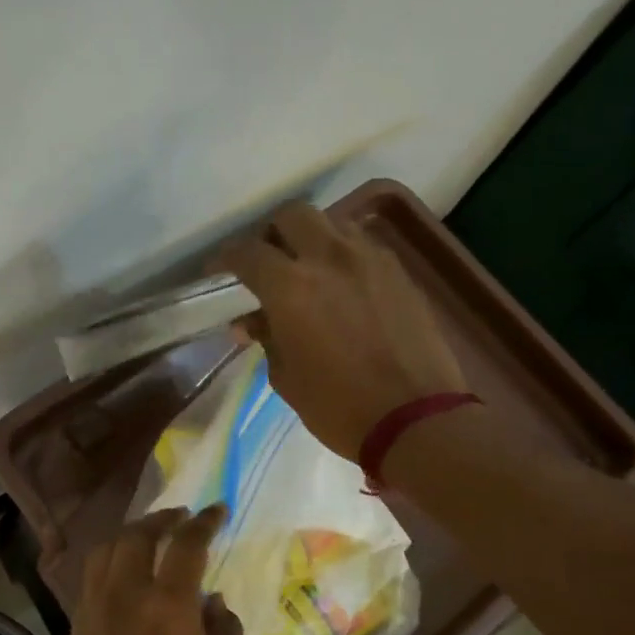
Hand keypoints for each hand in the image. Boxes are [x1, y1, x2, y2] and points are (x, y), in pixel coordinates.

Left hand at [61, 506, 244, 634]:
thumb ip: (225, 633)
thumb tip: (214, 601)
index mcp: (168, 605)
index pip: (186, 544)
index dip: (204, 522)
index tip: (217, 511)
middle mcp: (125, 595)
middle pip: (138, 535)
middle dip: (162, 518)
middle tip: (181, 516)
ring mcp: (94, 610)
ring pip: (106, 551)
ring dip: (130, 534)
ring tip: (149, 536)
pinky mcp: (76, 628)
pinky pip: (91, 577)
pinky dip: (109, 560)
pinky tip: (122, 573)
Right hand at [221, 202, 466, 461]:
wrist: (415, 418)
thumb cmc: (337, 406)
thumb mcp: (286, 377)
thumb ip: (266, 338)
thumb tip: (250, 320)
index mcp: (290, 286)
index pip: (247, 252)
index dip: (226, 258)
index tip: (219, 271)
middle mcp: (329, 258)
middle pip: (292, 215)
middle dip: (273, 232)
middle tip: (268, 261)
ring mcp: (370, 259)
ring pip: (332, 224)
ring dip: (312, 239)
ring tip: (308, 270)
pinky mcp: (399, 272)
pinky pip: (363, 246)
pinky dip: (344, 255)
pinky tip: (343, 285)